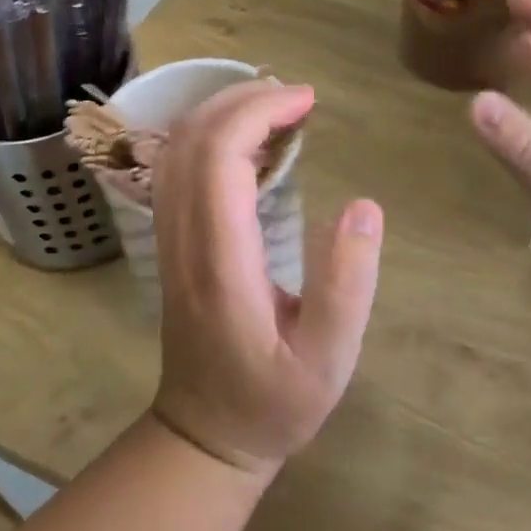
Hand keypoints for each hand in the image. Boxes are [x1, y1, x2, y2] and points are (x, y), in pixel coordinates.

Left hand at [151, 82, 383, 477]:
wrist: (206, 434)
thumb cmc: (273, 403)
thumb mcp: (328, 361)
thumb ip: (346, 287)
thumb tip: (362, 207)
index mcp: (221, 261)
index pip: (219, 158)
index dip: (258, 113)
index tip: (307, 102)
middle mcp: (182, 239)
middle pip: (192, 140)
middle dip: (241, 100)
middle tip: (298, 97)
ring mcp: (168, 239)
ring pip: (177, 150)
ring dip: (222, 112)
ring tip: (277, 107)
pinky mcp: (170, 242)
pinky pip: (177, 169)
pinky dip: (210, 136)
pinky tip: (248, 140)